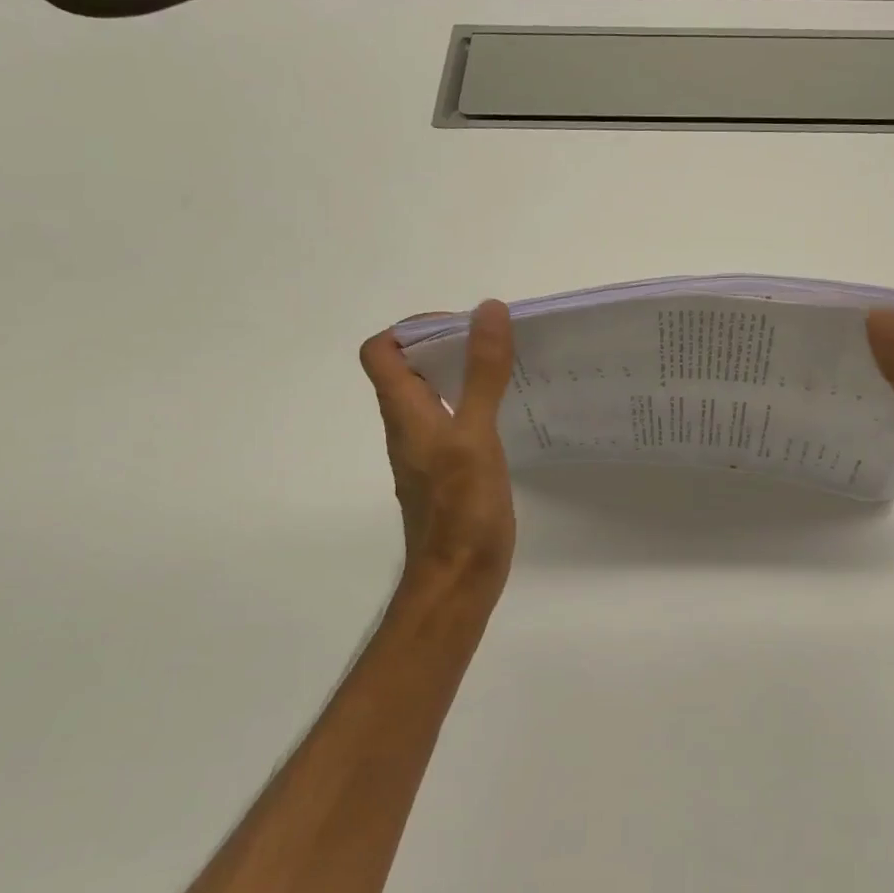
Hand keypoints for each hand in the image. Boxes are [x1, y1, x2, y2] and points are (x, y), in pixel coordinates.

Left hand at [359, 300, 516, 596]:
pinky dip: (477, 406)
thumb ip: (482, 374)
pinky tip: (511, 415)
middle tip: (496, 343)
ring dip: (464, 374)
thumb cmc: (462, 509)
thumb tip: (487, 311)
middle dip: (449, 345)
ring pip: (435, 396)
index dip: (413, 328)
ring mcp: (428, 452)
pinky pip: (455, 422)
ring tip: (510, 370)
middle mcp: (408, 427)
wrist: (457, 581)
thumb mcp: (475, 435)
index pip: (382, 352)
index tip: (462, 325)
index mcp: (405, 412)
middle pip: (410, 370)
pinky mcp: (448, 472)